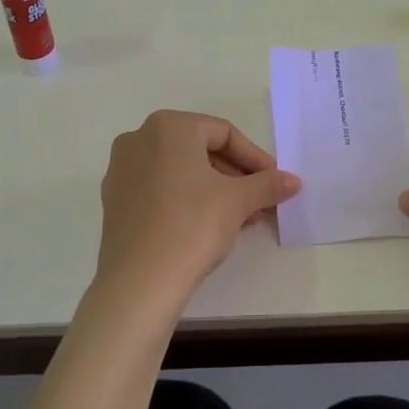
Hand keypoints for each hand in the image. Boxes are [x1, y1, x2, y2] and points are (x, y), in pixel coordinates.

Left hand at [96, 110, 300, 308]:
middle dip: (235, 176)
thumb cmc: (192, 226)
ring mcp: (122, 169)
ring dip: (214, 189)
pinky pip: (160, 188)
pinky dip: (186, 199)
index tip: (275, 182)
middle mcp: (139, 138)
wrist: (139, 282)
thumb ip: (268, 184)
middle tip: (261, 201)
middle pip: (200, 150)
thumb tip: (294, 181)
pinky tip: (208, 226)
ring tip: (242, 218)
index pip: (224, 133)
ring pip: (180, 170)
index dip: (255, 158)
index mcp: (168, 126)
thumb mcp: (238, 201)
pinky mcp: (114, 200)